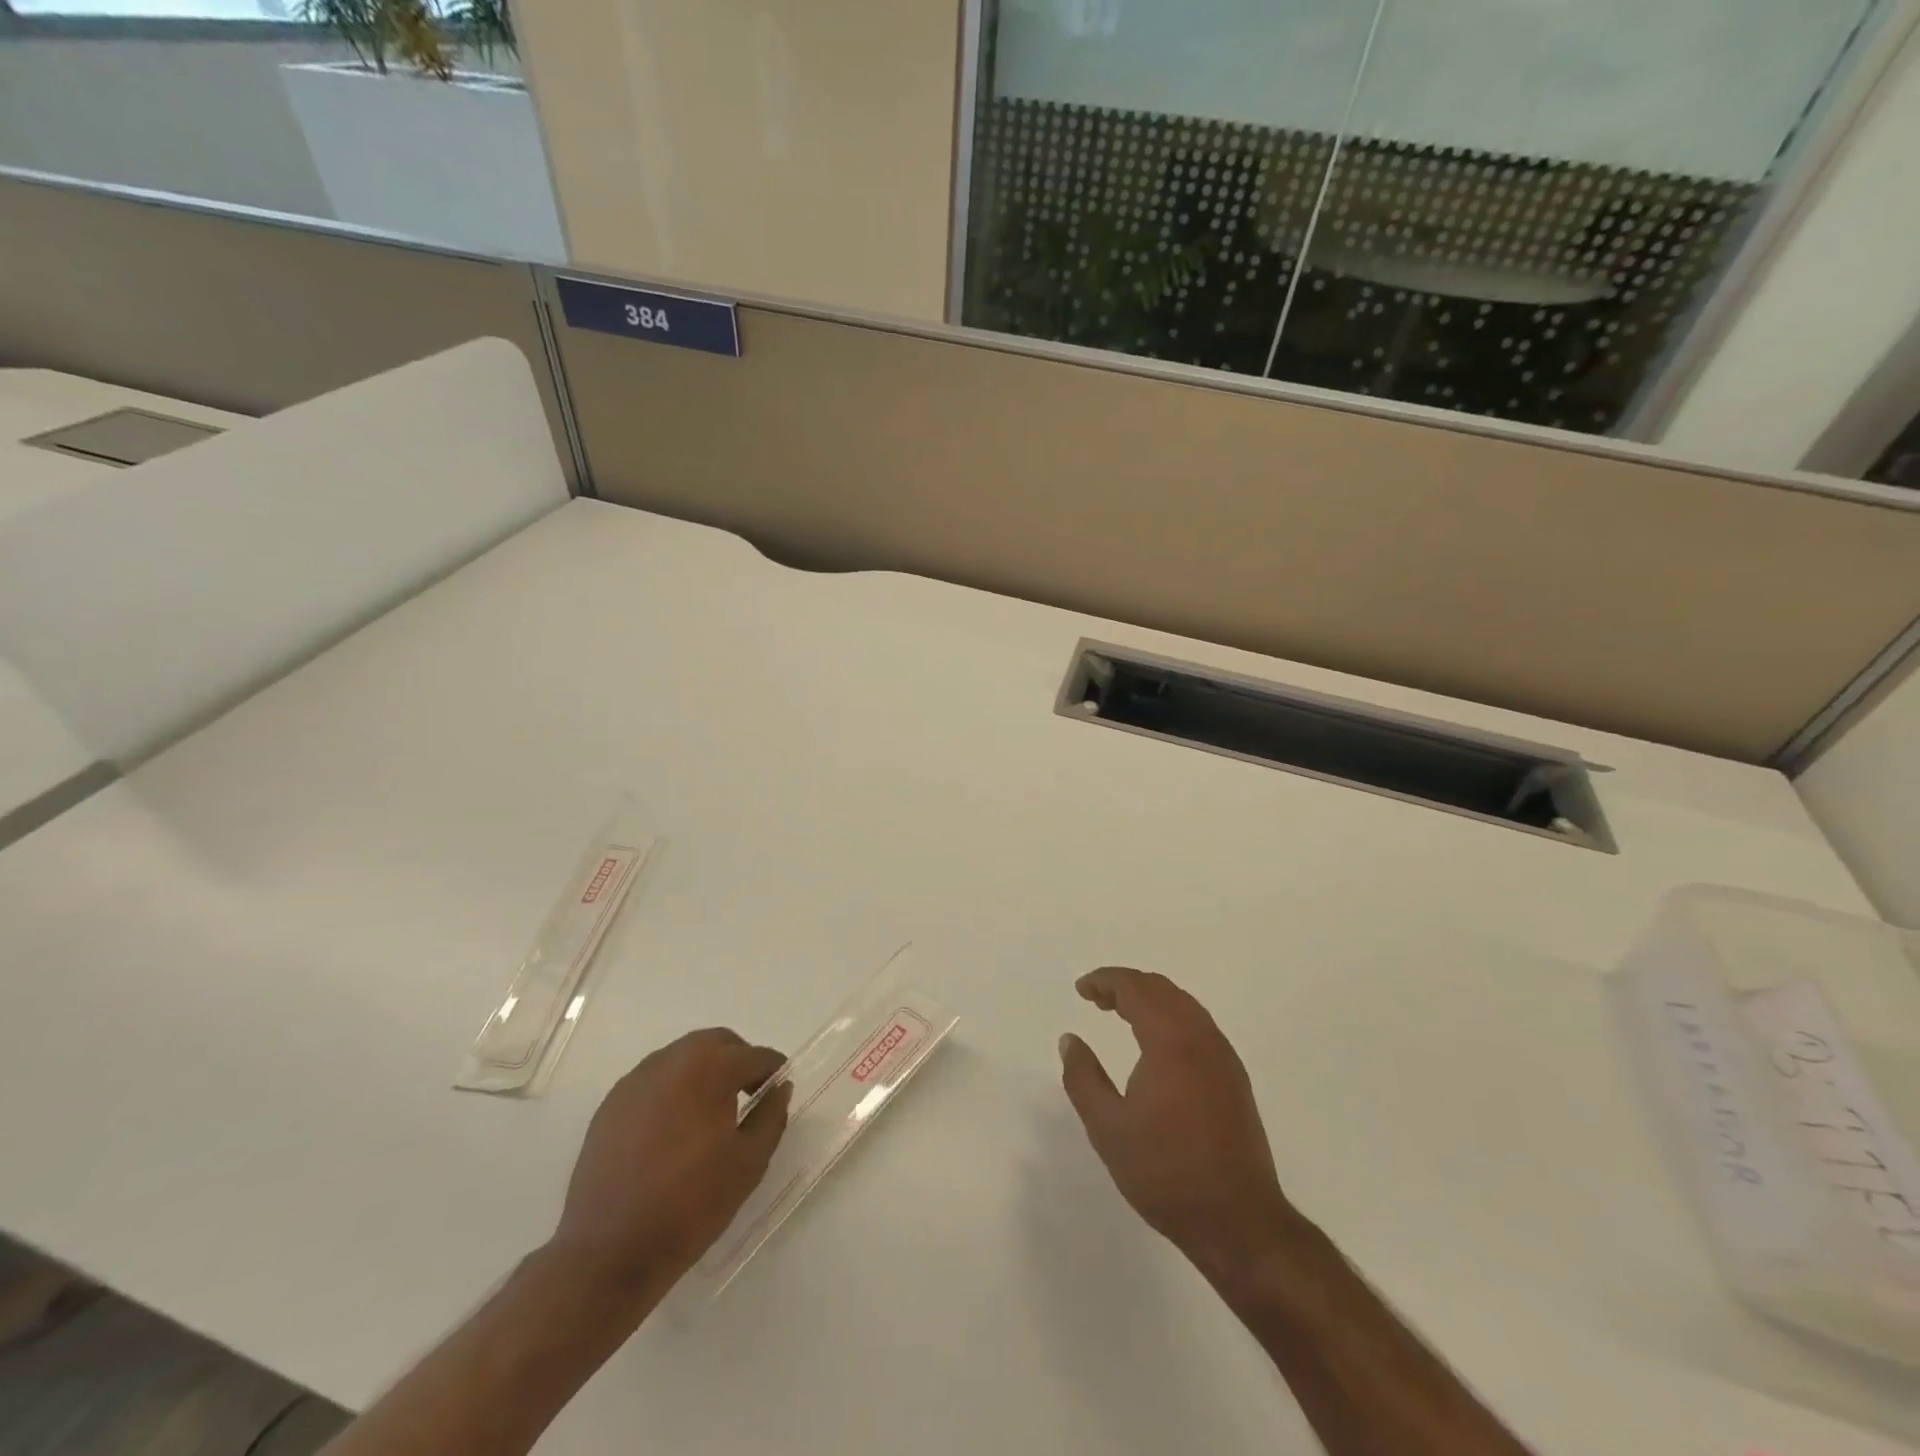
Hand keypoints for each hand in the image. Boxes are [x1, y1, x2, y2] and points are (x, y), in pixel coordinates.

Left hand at [548, 1029, 792, 1301]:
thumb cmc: (690, 1205)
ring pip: (682, 1057)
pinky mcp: (611, 1104)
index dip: (773, 1071)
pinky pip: (653, 1080)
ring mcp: (636, 1080)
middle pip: (717, 1043)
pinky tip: (673, 1129)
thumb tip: (780, 1088)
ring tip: (710, 1113)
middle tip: (748, 1095)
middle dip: (738, 1061)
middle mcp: (672, 1060)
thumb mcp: (749, 1163)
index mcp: (710, 1068)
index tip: (778, 1092)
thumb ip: (772, 1116)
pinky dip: (673, 1089)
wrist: (608, 1252)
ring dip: (704, 1071)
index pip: (755, 1056)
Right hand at [1059, 968, 1294, 1280]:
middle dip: (1126, 985)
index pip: (1136, 988)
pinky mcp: (1234, 1077)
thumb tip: (1070, 1040)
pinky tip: (1155, 1044)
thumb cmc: (1166, 1173)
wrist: (1239, 1221)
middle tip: (1097, 999)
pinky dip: (1170, 1016)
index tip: (1081, 990)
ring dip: (1150, 999)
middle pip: (1162, 989)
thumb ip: (1083, 1078)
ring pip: (1184, 1004)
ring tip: (1120, 1014)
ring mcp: (1223, 1057)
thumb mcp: (1108, 1128)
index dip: (1105, 981)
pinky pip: (1198, 1024)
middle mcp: (1202, 1037)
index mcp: (1171, 1041)